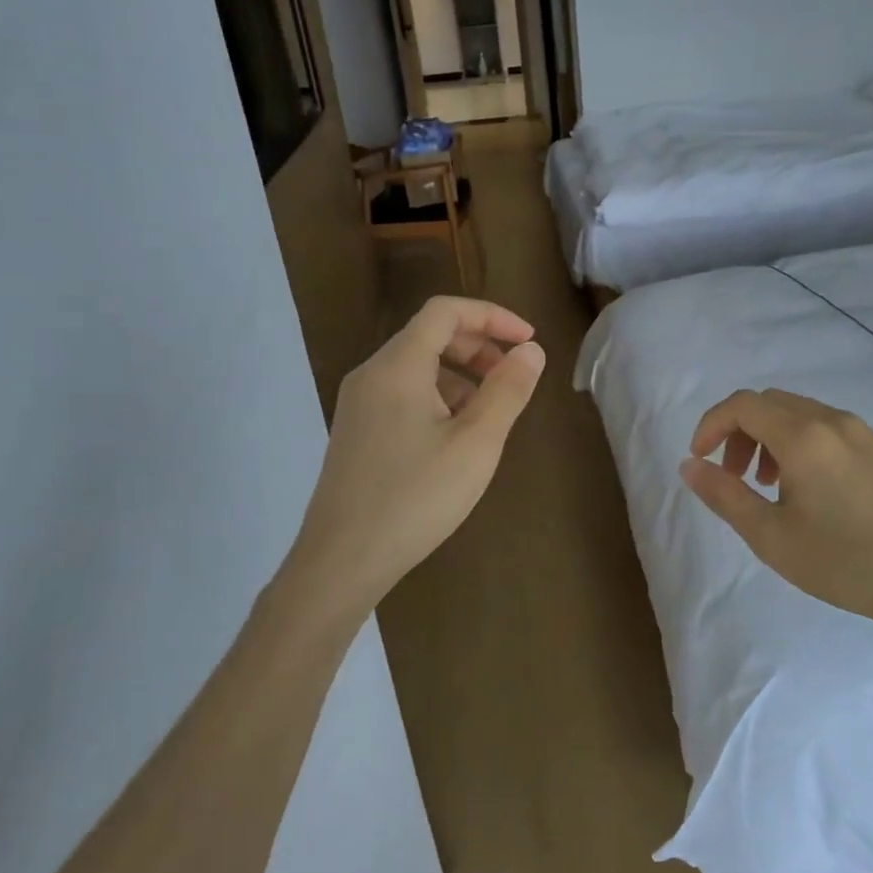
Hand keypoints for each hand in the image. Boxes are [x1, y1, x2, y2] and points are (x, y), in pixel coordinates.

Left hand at [283, 296, 544, 614]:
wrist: (342, 561)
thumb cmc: (416, 497)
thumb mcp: (476, 444)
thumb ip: (507, 391)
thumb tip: (530, 351)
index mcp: (398, 366)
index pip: (445, 311)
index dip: (492, 316)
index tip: (528, 341)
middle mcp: (372, 374)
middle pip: (429, 335)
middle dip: (479, 346)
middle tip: (513, 376)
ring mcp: (359, 404)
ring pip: (416, 367)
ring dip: (460, 374)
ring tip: (490, 413)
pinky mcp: (357, 431)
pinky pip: (403, 394)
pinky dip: (438, 397)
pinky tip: (456, 438)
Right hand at [679, 388, 872, 643]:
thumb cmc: (843, 561)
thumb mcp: (770, 536)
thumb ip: (724, 495)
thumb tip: (690, 465)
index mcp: (803, 436)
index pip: (742, 405)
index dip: (711, 425)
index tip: (700, 459)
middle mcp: (834, 421)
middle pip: (770, 404)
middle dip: (740, 432)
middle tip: (734, 476)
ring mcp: (865, 434)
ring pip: (802, 415)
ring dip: (771, 439)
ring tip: (770, 487)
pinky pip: (831, 430)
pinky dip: (804, 445)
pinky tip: (813, 492)